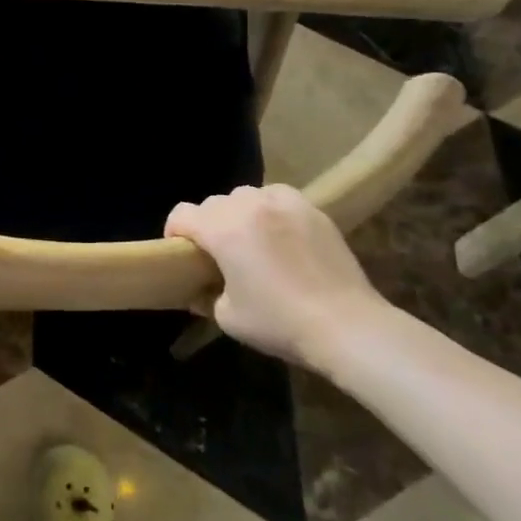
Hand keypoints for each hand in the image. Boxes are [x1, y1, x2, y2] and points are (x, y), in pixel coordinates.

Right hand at [165, 185, 394, 367]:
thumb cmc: (280, 322)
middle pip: (213, 203)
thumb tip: (202, 290)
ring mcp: (284, 203)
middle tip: (218, 254)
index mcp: (222, 229)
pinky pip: (278, 197)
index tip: (182, 254)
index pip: (182, 214)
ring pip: (246, 196)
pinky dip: (270, 209)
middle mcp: (249, 207)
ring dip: (238, 213)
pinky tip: (279, 234)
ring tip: (250, 240)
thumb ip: (206, 296)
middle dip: (208, 225)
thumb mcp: (228, 317)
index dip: (174, 232)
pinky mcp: (312, 209)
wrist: (346, 325)